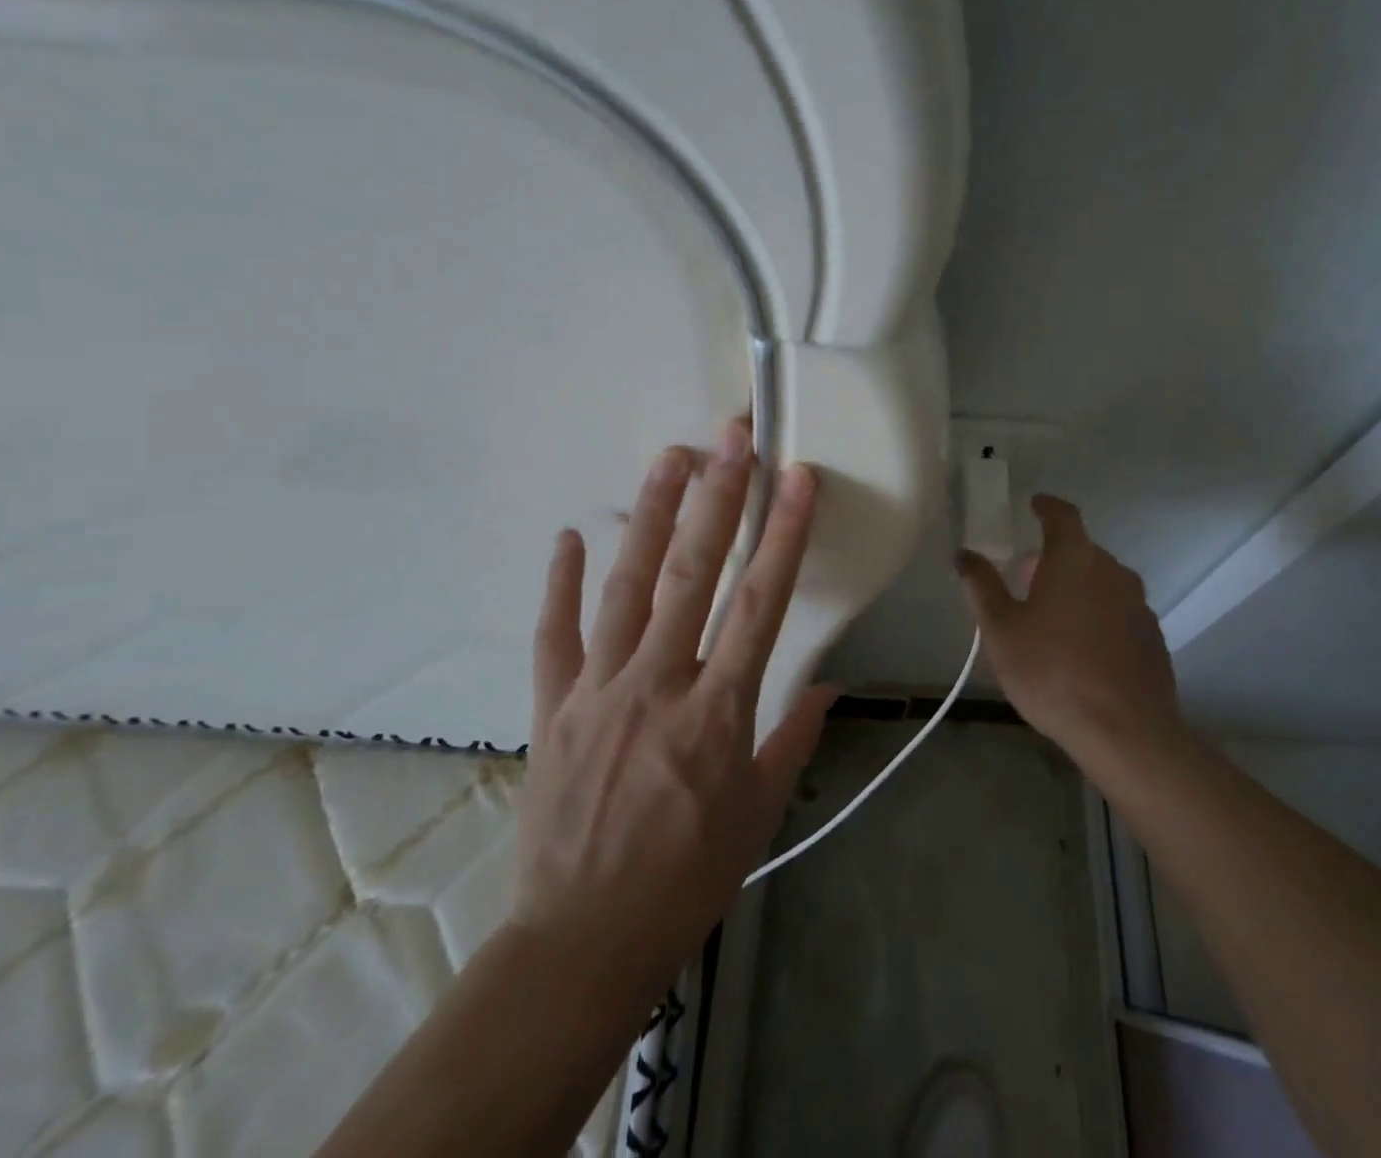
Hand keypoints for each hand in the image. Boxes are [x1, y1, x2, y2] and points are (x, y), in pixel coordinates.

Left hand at [510, 422, 837, 995]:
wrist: (582, 941)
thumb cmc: (687, 878)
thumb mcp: (759, 813)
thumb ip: (793, 738)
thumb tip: (828, 687)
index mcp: (718, 712)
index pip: (761, 604)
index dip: (783, 534)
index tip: (798, 479)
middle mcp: (658, 684)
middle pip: (692, 575)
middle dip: (718, 498)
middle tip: (731, 438)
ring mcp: (598, 690)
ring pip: (626, 587)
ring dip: (651, 516)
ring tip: (669, 457)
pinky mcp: (552, 707)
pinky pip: (554, 635)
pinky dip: (561, 583)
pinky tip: (571, 534)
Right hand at [955, 494, 1184, 772]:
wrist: (1125, 732)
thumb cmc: (1052, 672)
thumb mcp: (1001, 631)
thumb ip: (982, 586)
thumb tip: (964, 554)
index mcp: (1075, 559)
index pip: (1062, 515)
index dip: (1046, 506)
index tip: (1034, 504)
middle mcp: (1113, 571)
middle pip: (1081, 551)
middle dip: (1053, 558)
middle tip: (1026, 581)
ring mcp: (1138, 604)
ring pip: (1102, 582)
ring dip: (1077, 588)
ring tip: (1052, 619)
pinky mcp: (1152, 636)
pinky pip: (1118, 612)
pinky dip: (1098, 616)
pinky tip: (1083, 650)